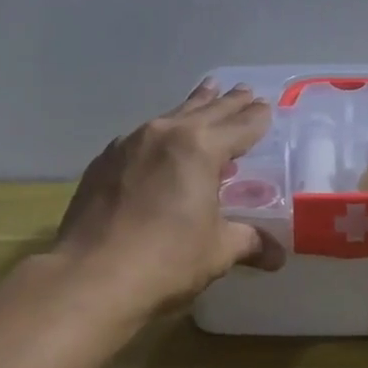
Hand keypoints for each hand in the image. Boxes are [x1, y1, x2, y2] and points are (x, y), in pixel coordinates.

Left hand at [54, 81, 285, 316]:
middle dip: (229, 102)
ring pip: (171, 116)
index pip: (240, 126)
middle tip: (244, 90)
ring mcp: (130, 144)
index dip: (256, 118)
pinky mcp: (104, 162)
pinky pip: (142, 137)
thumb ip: (249, 242)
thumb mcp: (217, 250)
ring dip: (194, 105)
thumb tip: (277, 256)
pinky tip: (160, 140)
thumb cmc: (166, 260)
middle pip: (206, 111)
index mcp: (201, 148)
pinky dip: (161, 133)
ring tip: (207, 91)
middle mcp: (166, 134)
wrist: (89, 277)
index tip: (266, 106)